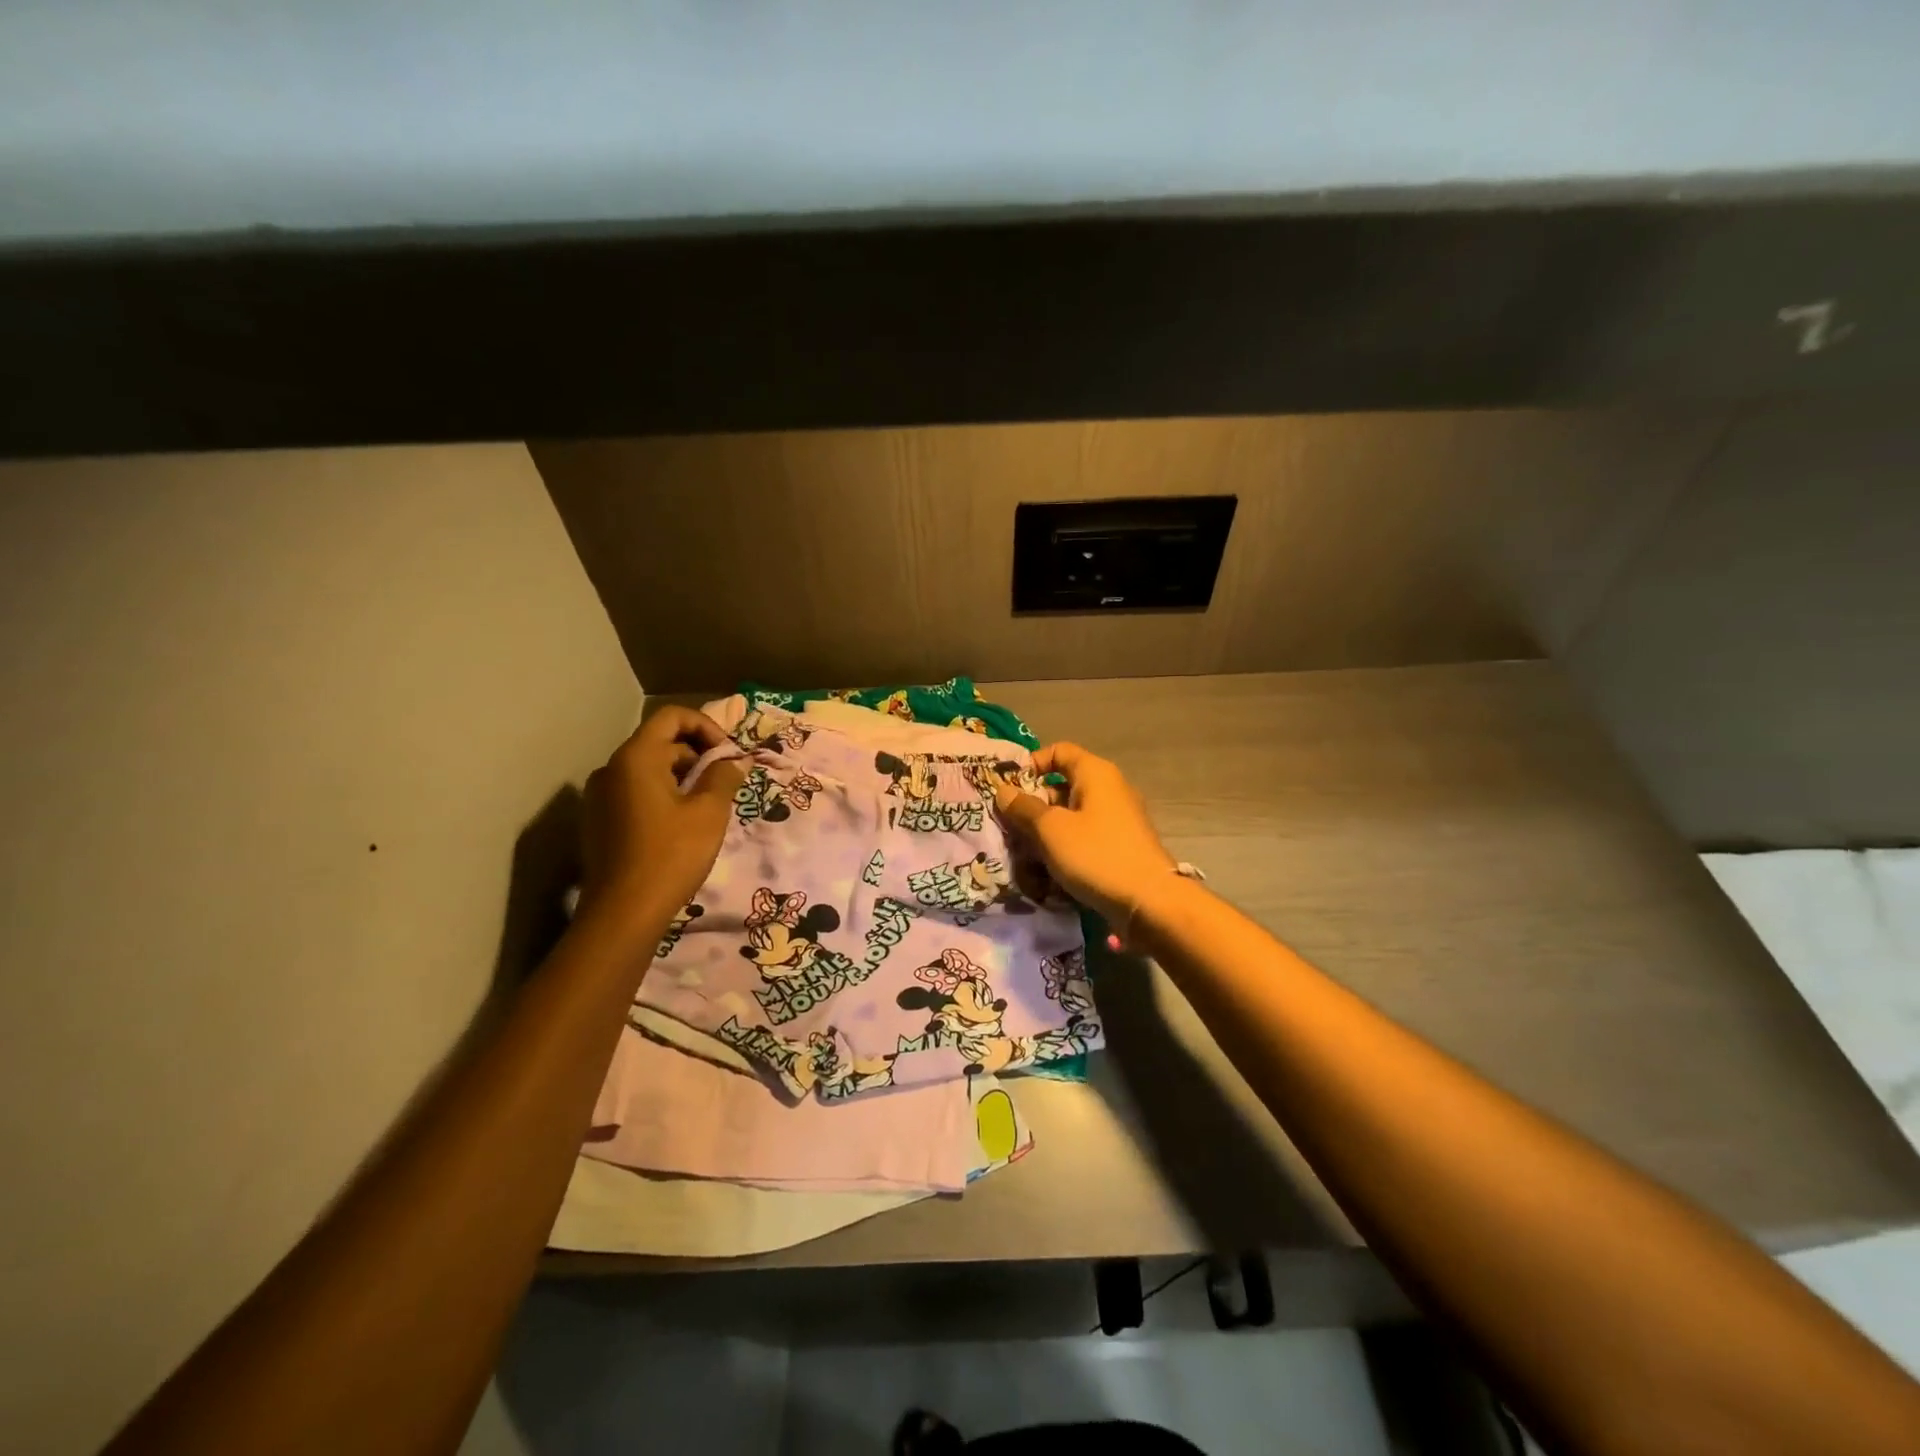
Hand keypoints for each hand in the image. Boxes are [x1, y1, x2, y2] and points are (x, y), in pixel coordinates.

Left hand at [581, 707, 745, 927]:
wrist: (622, 913)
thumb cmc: (671, 855)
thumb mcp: (709, 812)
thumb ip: (724, 776)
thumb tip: (734, 761)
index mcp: (635, 758)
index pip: (672, 717)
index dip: (707, 727)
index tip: (729, 754)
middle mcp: (611, 769)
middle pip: (661, 742)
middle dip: (698, 755)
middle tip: (727, 782)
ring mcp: (600, 796)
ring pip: (649, 769)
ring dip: (683, 777)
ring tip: (709, 806)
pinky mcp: (599, 821)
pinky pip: (636, 792)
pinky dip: (664, 795)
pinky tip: (683, 825)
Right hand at [992, 743, 1176, 927]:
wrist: (1150, 902)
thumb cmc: (1096, 855)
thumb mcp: (1051, 830)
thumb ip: (1024, 808)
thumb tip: (1003, 790)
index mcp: (1095, 774)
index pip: (1059, 751)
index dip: (1032, 765)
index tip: (1010, 789)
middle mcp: (1109, 789)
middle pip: (1062, 786)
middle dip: (1034, 807)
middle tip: (1011, 829)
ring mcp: (1117, 819)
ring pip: (1071, 817)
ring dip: (1046, 834)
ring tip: (1025, 857)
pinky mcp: (1120, 846)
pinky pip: (1085, 838)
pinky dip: (1065, 850)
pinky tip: (1049, 874)